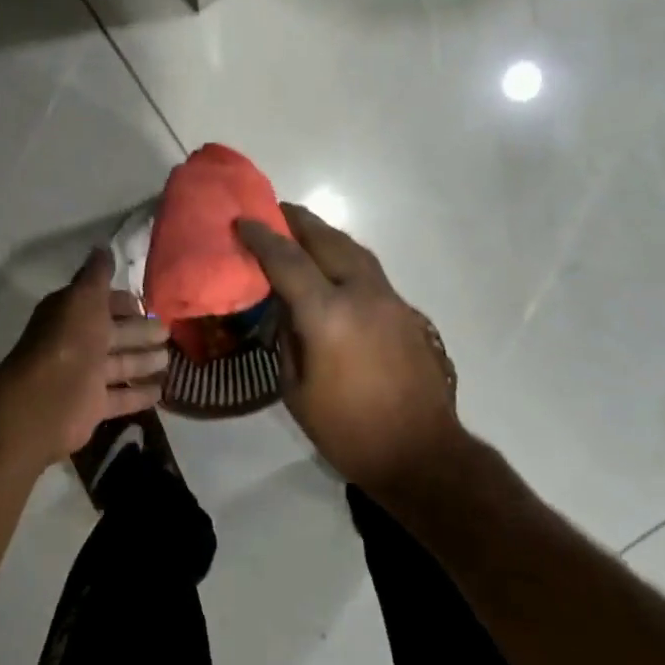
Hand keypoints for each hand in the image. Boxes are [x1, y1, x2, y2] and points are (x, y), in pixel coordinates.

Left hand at [0, 248, 169, 467]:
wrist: (46, 400)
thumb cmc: (69, 341)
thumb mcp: (84, 298)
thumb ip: (97, 275)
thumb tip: (102, 246)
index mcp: (72, 314)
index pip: (102, 303)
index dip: (125, 303)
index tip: (150, 304)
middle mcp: (77, 343)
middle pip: (115, 334)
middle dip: (141, 332)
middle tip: (169, 331)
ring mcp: (84, 376)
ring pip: (120, 365)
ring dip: (144, 361)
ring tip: (171, 359)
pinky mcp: (92, 406)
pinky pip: (121, 397)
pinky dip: (139, 393)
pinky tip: (162, 390)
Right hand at [237, 205, 462, 495]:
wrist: (422, 453)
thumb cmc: (349, 430)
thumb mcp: (297, 390)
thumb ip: (287, 338)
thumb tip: (285, 307)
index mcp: (328, 315)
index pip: (288, 260)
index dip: (262, 237)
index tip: (242, 221)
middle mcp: (361, 294)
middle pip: (326, 240)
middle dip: (297, 221)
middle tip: (273, 210)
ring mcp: (388, 298)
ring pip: (353, 248)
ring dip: (324, 234)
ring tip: (301, 230)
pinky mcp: (405, 310)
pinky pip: (368, 268)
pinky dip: (344, 255)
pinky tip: (333, 265)